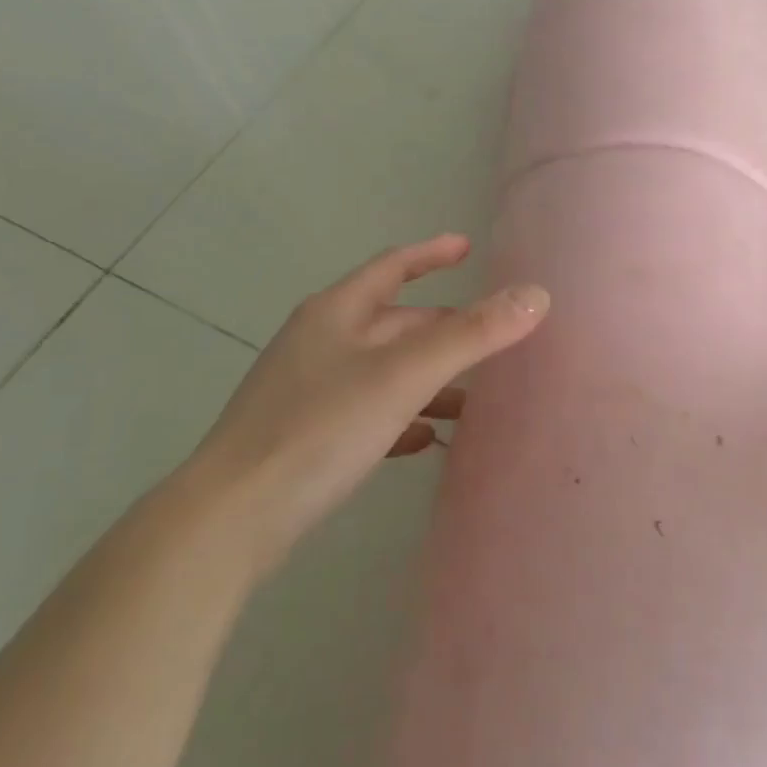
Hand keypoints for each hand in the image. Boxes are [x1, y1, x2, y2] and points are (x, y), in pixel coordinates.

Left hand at [188, 234, 548, 552]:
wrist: (231, 518)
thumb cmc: (319, 428)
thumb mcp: (404, 375)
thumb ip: (471, 335)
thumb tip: (535, 294)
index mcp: (336, 313)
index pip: (392, 267)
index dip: (432, 254)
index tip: (468, 248)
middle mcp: (320, 342)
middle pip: (393, 323)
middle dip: (442, 329)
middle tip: (490, 338)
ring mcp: (308, 391)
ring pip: (383, 372)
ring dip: (428, 380)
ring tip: (473, 400)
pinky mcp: (304, 437)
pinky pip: (366, 414)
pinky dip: (401, 418)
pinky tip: (425, 442)